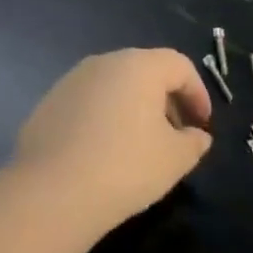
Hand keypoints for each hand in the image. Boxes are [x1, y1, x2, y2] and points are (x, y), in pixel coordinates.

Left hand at [14, 49, 212, 228]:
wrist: (51, 190)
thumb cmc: (125, 167)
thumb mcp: (174, 159)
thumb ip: (194, 142)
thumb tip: (197, 136)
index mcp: (139, 65)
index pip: (179, 65)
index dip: (197, 93)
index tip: (202, 125)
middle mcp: (105, 62)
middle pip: (146, 71)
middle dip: (166, 100)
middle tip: (176, 136)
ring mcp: (72, 79)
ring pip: (115, 85)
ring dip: (134, 108)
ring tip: (140, 146)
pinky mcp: (50, 101)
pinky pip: (89, 102)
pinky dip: (105, 118)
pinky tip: (104, 152)